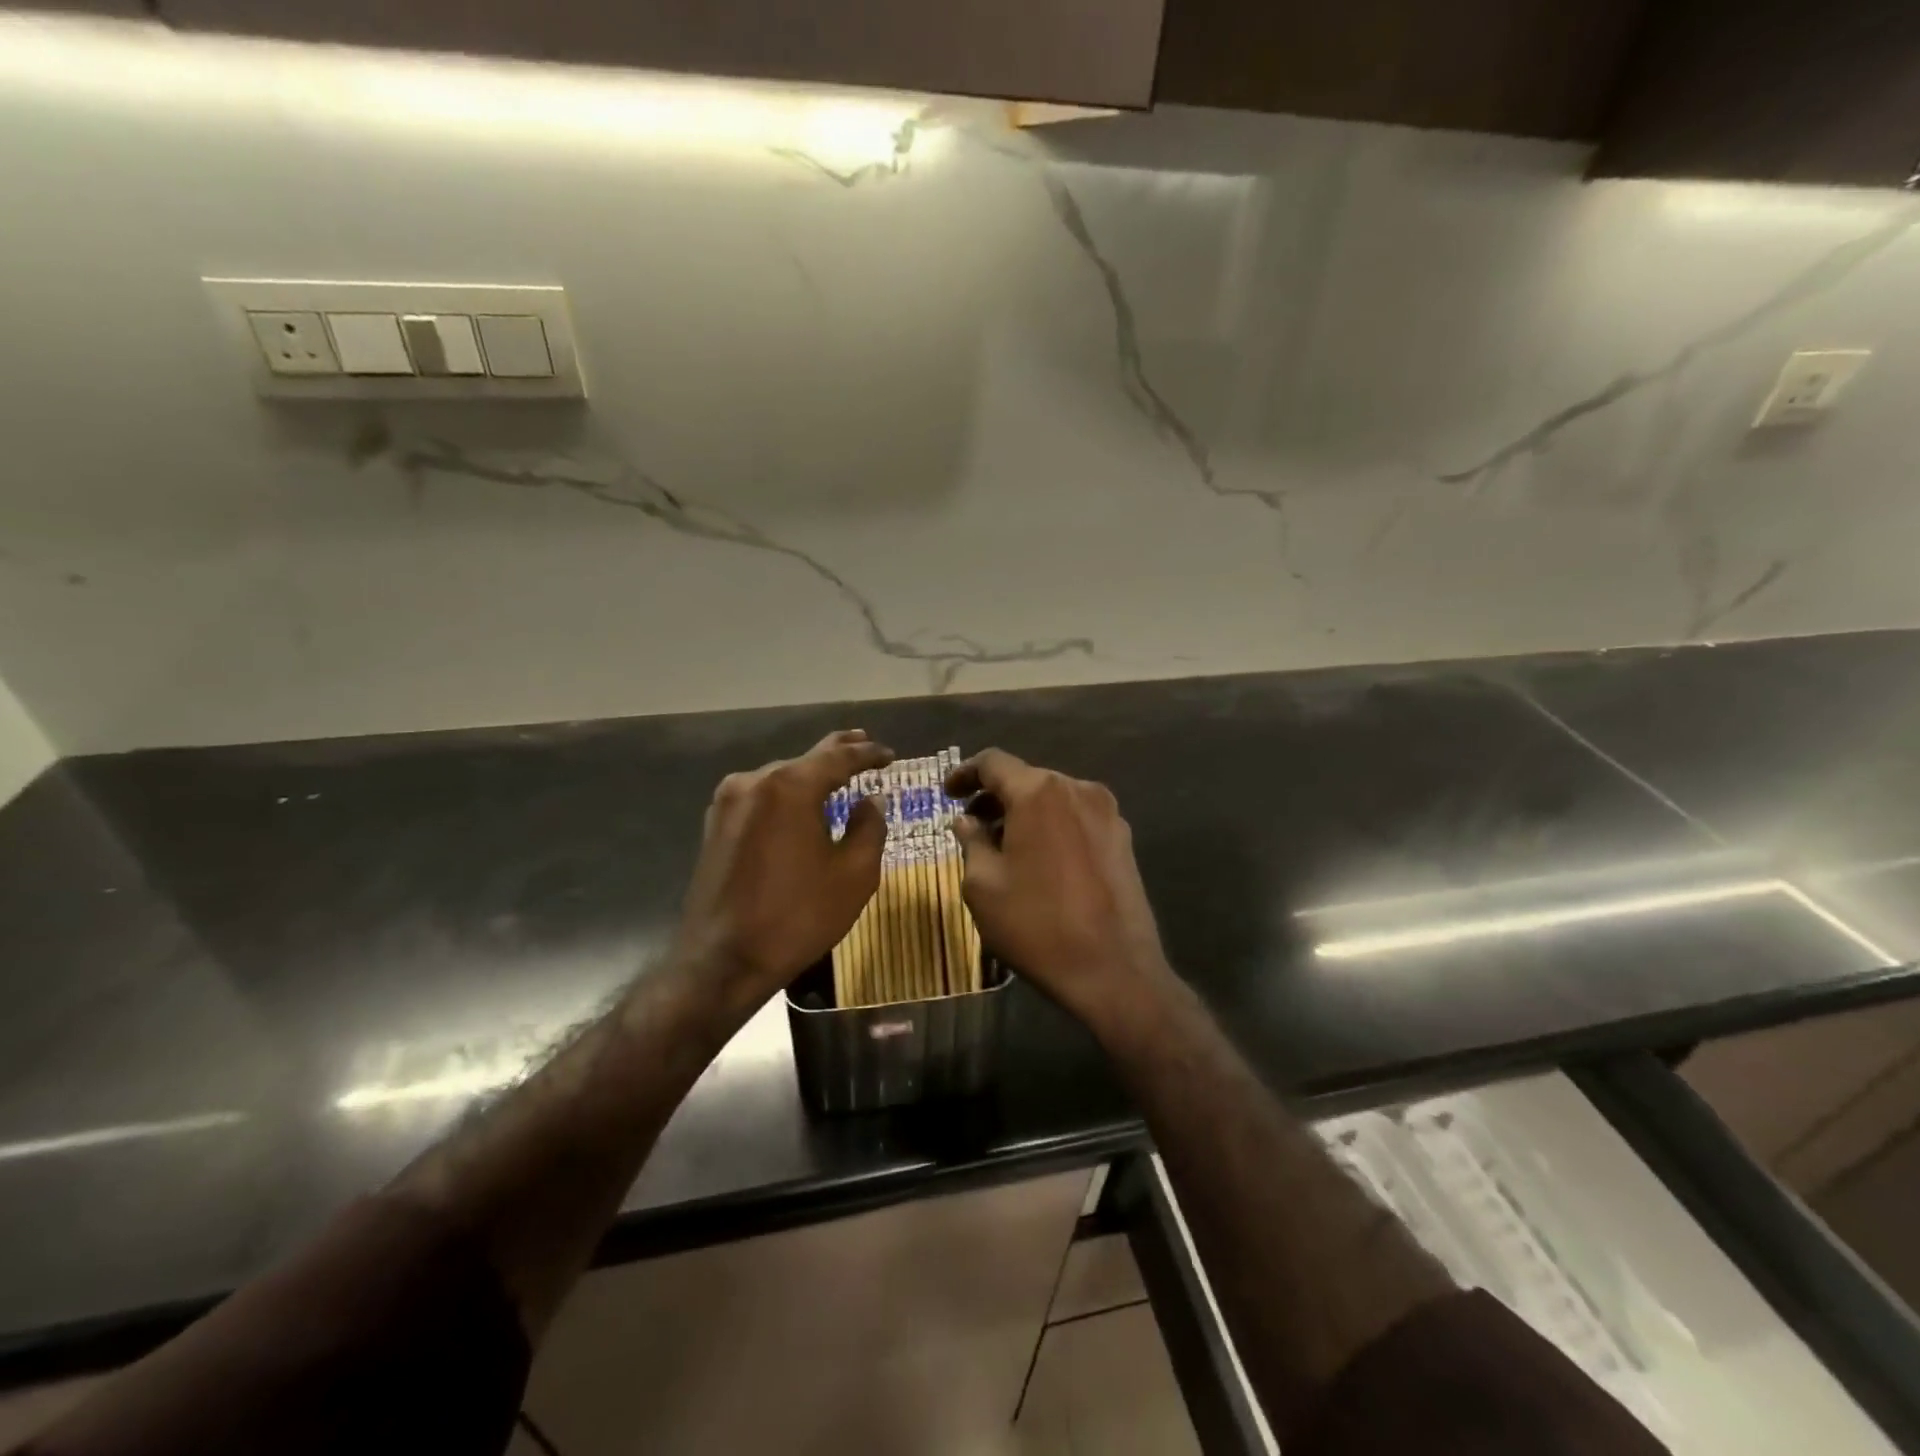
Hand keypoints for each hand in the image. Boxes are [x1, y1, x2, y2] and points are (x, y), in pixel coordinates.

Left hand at [673, 729, 892, 1020]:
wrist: (722, 961)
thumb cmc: (797, 917)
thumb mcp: (853, 875)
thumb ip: (869, 827)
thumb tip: (873, 799)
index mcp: (789, 787)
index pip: (838, 757)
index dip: (868, 753)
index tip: (889, 755)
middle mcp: (754, 782)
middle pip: (805, 760)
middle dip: (837, 753)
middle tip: (863, 743)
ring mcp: (728, 802)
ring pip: (780, 778)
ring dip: (809, 775)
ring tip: (836, 774)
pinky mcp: (715, 825)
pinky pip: (760, 797)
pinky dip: (786, 795)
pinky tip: (799, 803)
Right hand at [946, 749, 1174, 1033]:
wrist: (1114, 971)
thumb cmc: (1037, 925)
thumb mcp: (984, 886)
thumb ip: (971, 842)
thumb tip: (966, 821)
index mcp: (1038, 792)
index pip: (993, 762)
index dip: (964, 773)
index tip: (947, 793)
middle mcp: (1077, 789)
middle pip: (1026, 778)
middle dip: (995, 797)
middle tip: (971, 825)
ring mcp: (1107, 812)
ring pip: (1053, 799)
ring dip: (1024, 813)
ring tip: (1003, 846)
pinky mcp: (1123, 838)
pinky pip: (1076, 818)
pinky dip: (1051, 826)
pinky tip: (1040, 860)